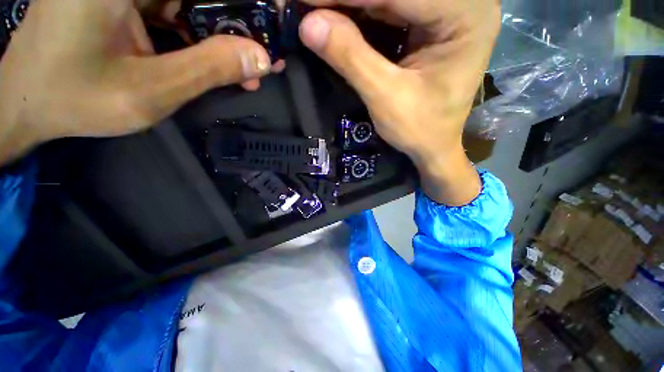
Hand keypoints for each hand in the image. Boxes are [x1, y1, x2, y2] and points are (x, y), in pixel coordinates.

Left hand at [0, 0, 278, 164]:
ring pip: (192, 3)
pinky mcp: (125, 0)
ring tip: (249, 67)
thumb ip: (208, 69)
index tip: (276, 20)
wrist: (27, 102)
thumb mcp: (149, 91)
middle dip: (239, 21)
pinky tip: (221, 61)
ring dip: (224, 34)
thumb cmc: (74, 99)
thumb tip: (262, 58)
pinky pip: (177, 11)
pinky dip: (202, 36)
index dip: (248, 4)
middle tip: (266, 53)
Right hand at [299, 0, 500, 204]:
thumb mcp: (386, 98)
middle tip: (306, 6)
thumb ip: (351, 58)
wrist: (433, 147)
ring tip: (315, 11)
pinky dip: (359, 15)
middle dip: (347, 2)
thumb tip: (307, 24)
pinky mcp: (429, 24)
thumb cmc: (420, 130)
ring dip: (349, 6)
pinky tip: (335, 17)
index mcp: (466, 15)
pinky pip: (389, 11)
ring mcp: (446, 12)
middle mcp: (462, 3)